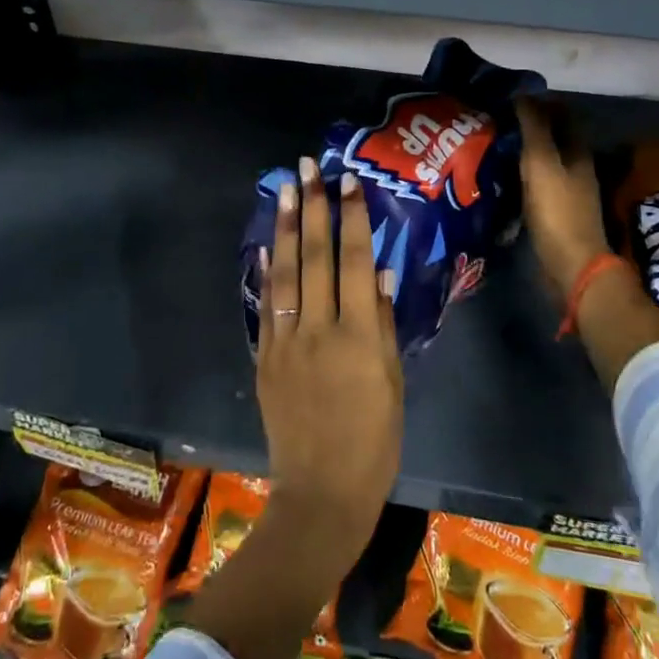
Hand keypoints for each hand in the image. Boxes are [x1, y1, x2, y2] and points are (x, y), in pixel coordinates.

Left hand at [257, 156, 403, 568]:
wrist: (322, 491)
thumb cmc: (374, 441)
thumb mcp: (393, 383)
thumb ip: (384, 325)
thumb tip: (382, 273)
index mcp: (361, 336)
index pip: (356, 262)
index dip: (352, 218)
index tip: (348, 182)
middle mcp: (321, 328)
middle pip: (315, 256)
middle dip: (312, 207)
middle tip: (308, 167)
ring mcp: (287, 341)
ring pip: (285, 272)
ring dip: (283, 227)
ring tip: (285, 189)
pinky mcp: (266, 357)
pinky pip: (266, 305)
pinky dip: (266, 271)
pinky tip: (265, 244)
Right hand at [515, 97, 611, 300]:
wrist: (571, 265)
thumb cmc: (557, 210)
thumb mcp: (541, 163)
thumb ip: (534, 128)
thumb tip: (524, 94)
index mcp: (577, 151)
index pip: (562, 114)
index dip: (540, 102)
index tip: (510, 96)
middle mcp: (576, 167)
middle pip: (554, 136)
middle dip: (529, 125)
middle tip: (496, 118)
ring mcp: (568, 191)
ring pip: (545, 160)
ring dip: (523, 150)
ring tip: (492, 143)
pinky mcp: (556, 212)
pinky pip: (537, 182)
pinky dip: (521, 173)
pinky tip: (501, 176)